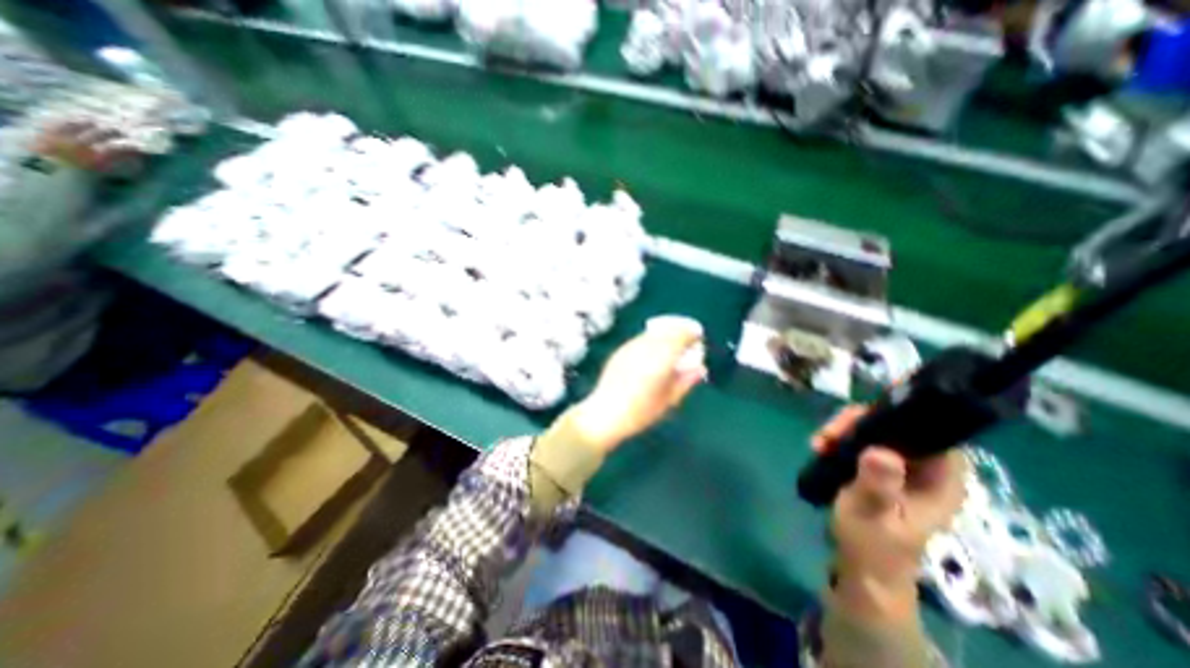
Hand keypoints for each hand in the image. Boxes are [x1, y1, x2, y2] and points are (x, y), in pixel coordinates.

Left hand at [570, 323, 704, 454]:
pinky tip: (652, 353)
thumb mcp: (668, 400)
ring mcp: (631, 347)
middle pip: (667, 330)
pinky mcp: (620, 350)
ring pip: (653, 332)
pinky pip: (641, 338)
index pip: (680, 335)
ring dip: (665, 335)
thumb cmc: (640, 412)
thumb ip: (685, 381)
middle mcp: (646, 347)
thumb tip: (700, 368)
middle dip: (679, 332)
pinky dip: (651, 340)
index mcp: (661, 359)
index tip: (698, 339)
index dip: (691, 334)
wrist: (605, 412)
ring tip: (671, 347)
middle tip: (687, 342)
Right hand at [809, 409, 964, 618]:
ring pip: (876, 430)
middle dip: (857, 422)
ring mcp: (904, 469)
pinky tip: (822, 448)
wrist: (863, 569)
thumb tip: (882, 452)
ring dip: (844, 430)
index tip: (858, 417)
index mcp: (941, 480)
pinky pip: (863, 441)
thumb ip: (877, 486)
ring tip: (819, 443)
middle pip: (896, 425)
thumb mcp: (871, 515)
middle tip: (828, 434)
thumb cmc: (872, 545)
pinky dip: (841, 439)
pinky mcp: (883, 470)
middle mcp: (928, 469)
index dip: (896, 415)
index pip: (929, 430)